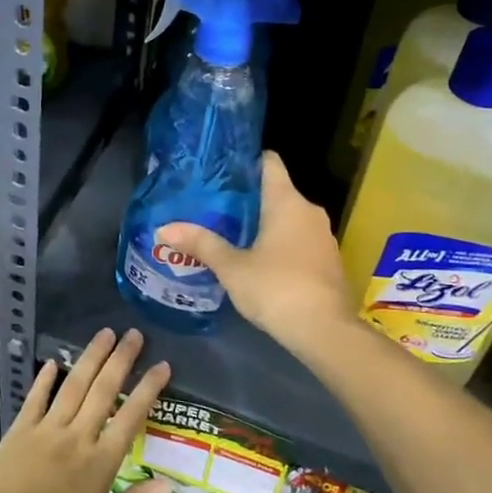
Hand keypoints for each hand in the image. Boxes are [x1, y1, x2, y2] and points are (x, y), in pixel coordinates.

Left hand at [0, 328, 173, 492]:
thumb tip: (168, 484)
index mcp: (100, 464)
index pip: (131, 417)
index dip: (148, 389)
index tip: (162, 365)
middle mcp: (76, 438)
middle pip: (103, 390)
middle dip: (121, 360)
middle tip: (134, 334)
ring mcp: (45, 431)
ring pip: (73, 386)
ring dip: (90, 358)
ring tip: (104, 334)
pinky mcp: (19, 433)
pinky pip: (35, 399)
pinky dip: (45, 380)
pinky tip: (54, 362)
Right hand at [157, 151, 355, 354]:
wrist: (325, 332)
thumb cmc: (276, 288)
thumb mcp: (232, 267)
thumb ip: (201, 244)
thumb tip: (163, 228)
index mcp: (287, 201)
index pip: (269, 162)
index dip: (245, 160)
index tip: (221, 168)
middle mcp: (309, 211)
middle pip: (276, 191)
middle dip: (247, 198)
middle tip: (213, 205)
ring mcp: (323, 236)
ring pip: (288, 218)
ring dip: (263, 223)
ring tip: (229, 232)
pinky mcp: (328, 261)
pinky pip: (299, 240)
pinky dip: (279, 243)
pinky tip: (256, 259)